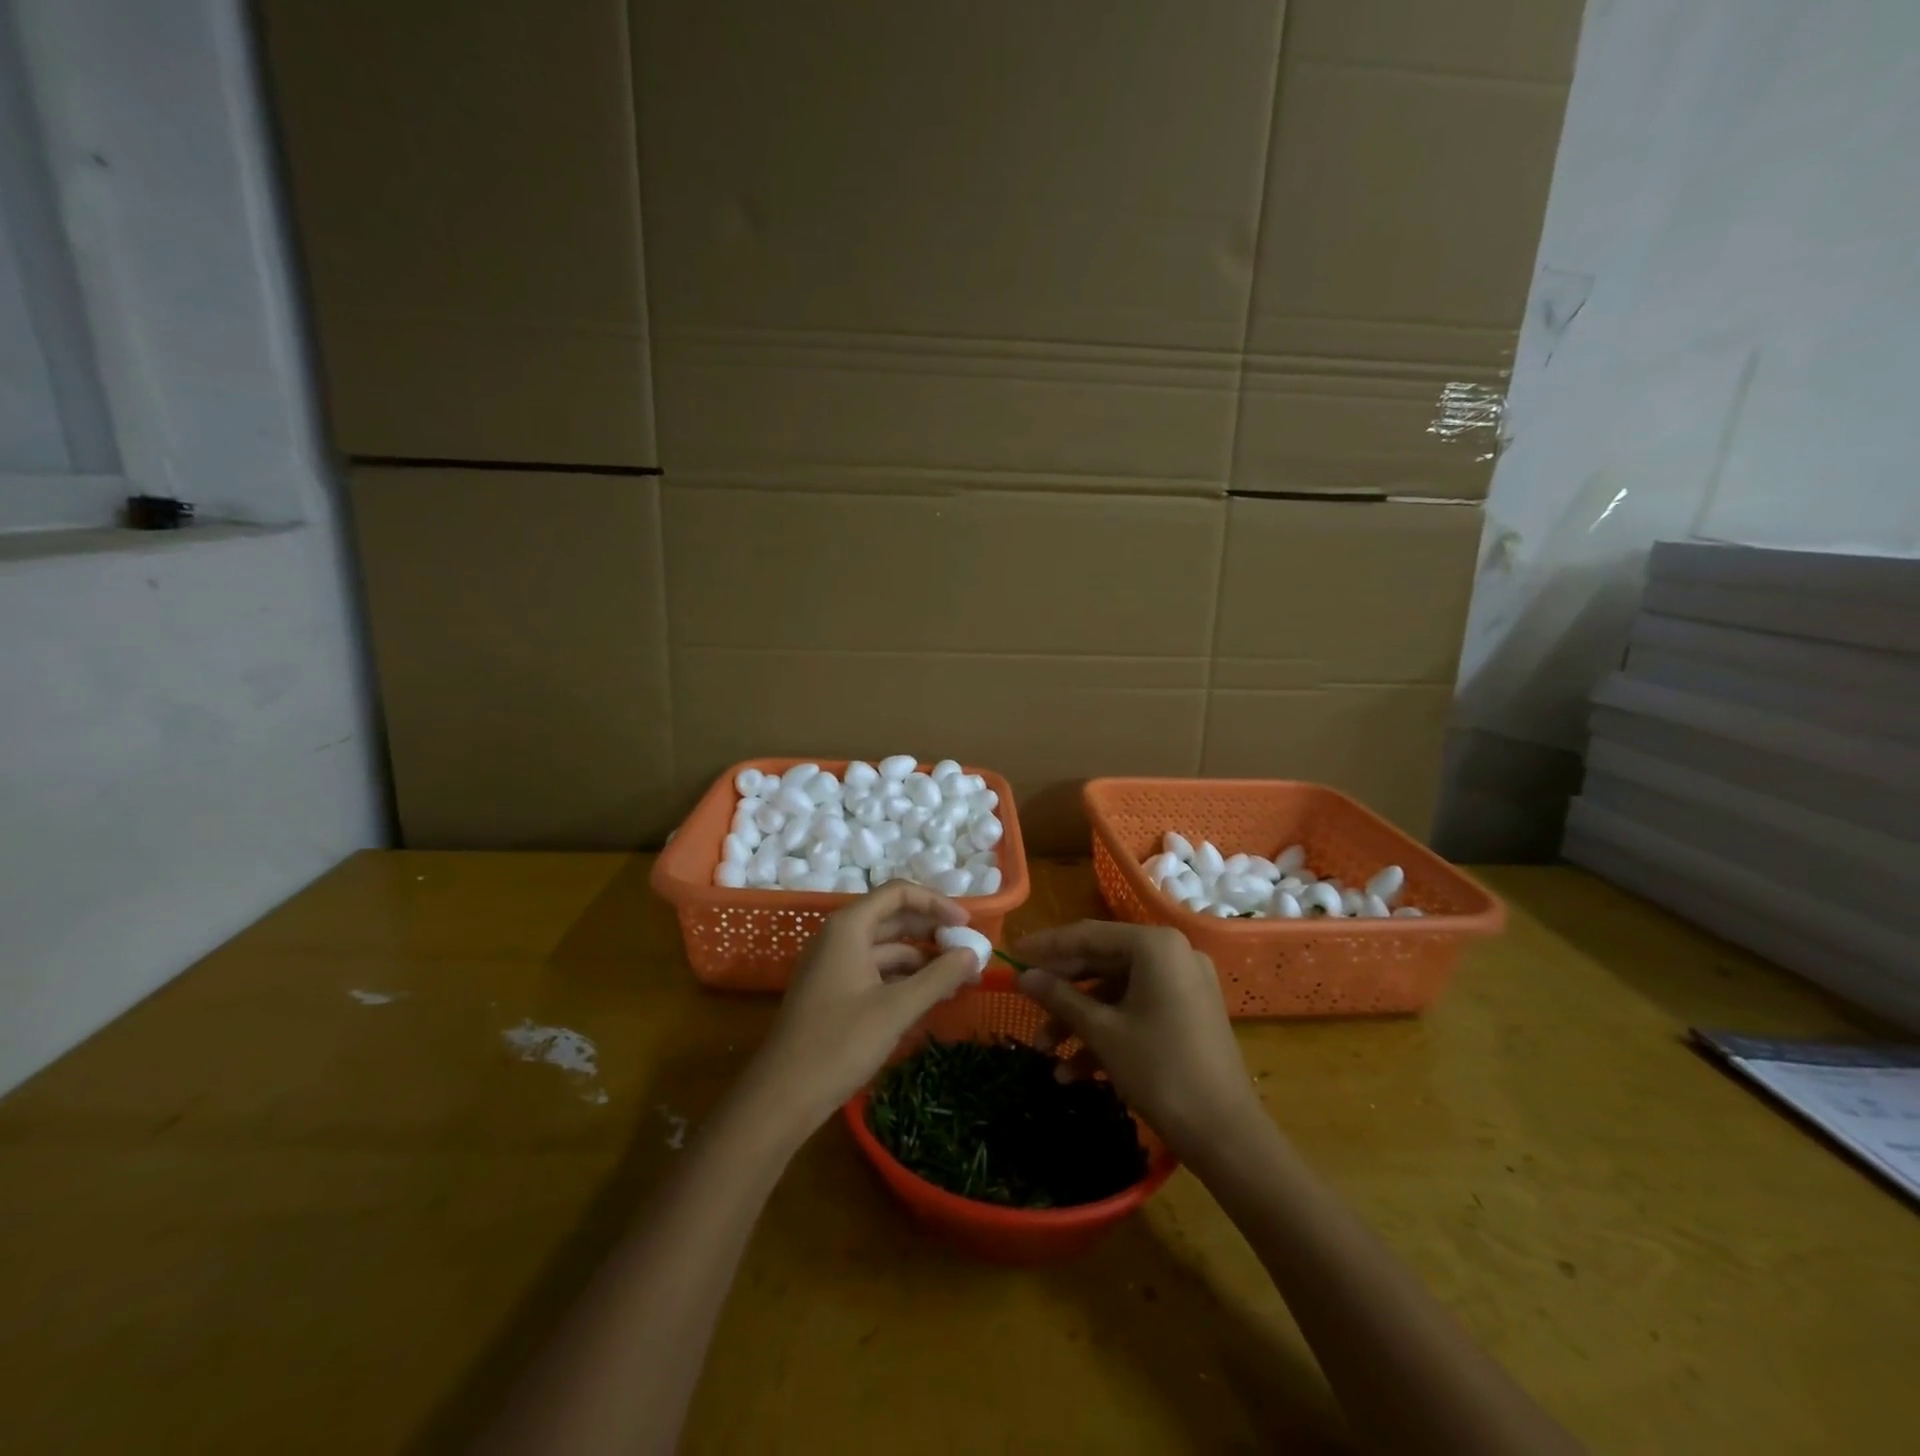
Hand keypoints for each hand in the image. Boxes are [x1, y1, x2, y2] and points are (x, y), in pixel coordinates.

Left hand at [748, 882, 984, 1133]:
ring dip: (922, 959)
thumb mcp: (896, 1009)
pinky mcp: (834, 991)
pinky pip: (876, 971)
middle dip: (933, 932)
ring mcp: (834, 964)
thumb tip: (974, 954)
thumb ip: (939, 977)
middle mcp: (839, 937)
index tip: (967, 927)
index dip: (936, 903)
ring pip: (886, 948)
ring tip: (958, 980)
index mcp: (849, 927)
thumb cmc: (839, 1043)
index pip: (898, 894)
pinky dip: (904, 978)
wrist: (782, 1096)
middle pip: (893, 918)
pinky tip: (929, 998)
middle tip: (969, 953)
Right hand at [1012, 921, 1263, 1161]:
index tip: (1012, 955)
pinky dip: (1108, 1033)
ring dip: (1080, 1019)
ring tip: (1045, 1051)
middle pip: (1102, 961)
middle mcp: (1173, 955)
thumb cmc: (1161, 1071)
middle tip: (1025, 1004)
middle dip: (1062, 991)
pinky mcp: (1188, 1014)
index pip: (1088, 935)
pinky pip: (1137, 1010)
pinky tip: (1076, 1071)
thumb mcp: (1103, 1032)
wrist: (1228, 1136)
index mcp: (1155, 946)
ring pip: (1117, 991)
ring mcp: (1184, 985)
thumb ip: (1060, 998)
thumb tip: (1023, 977)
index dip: (1046, 946)